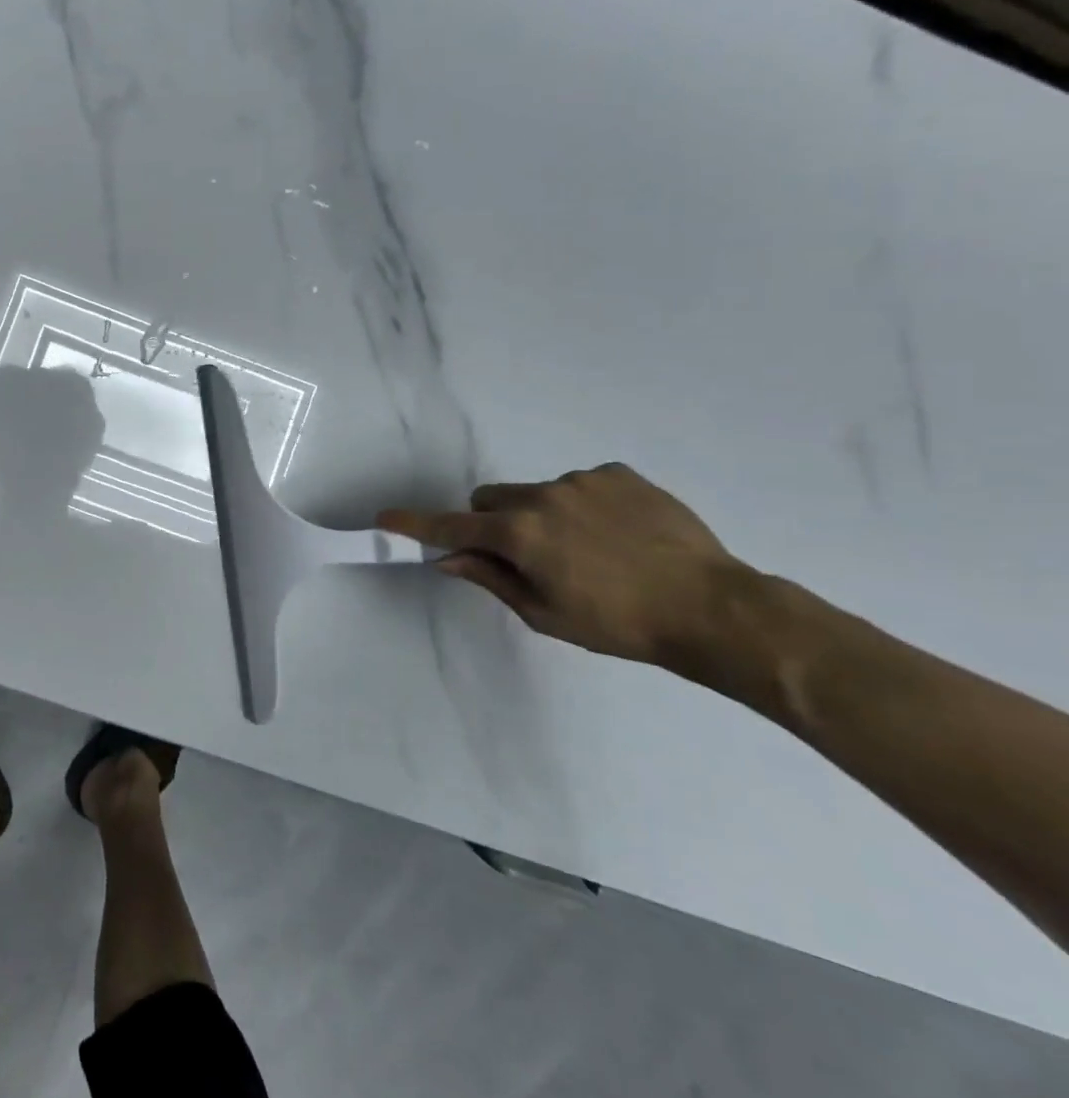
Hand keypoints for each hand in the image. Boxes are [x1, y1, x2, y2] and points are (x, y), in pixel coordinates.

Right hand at [378, 463, 751, 666]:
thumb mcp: (545, 613)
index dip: (415, 524)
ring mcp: (582, 480)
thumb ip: (491, 578)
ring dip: (540, 516)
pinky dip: (581, 506)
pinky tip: (617, 535)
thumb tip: (450, 558)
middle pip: (489, 500)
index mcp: (520, 534)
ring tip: (588, 550)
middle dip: (491, 523)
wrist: (712, 608)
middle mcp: (542, 496)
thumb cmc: (619, 623)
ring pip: (535, 492)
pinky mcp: (619, 474)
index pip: (452, 526)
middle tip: (523, 557)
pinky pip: (579, 484)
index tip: (385, 517)